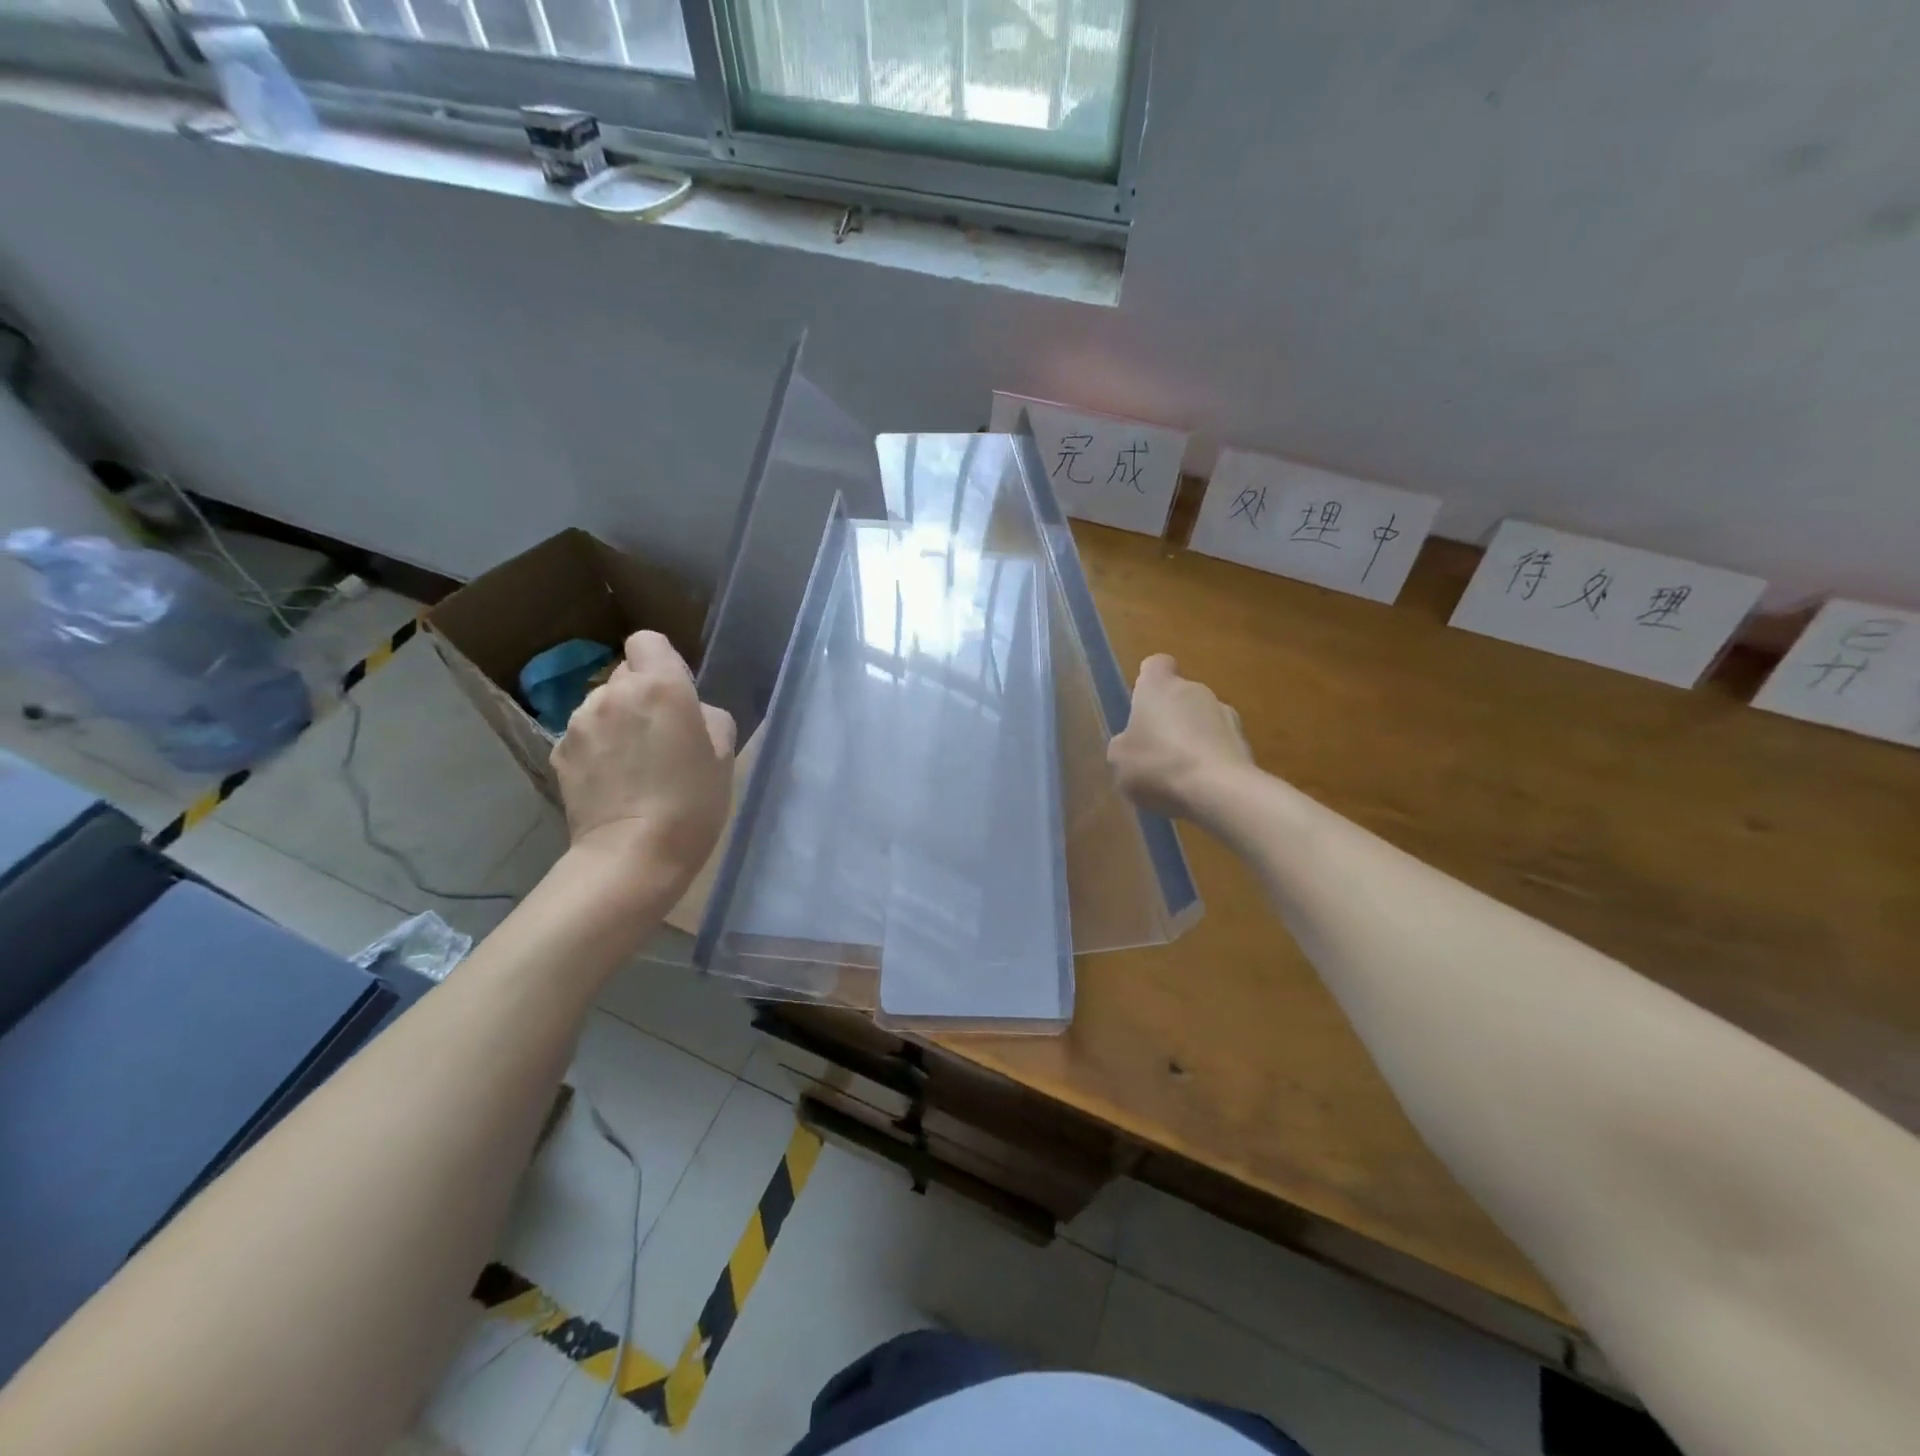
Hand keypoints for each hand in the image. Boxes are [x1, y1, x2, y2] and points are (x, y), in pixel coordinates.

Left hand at [551, 631, 734, 893]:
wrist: (634, 854)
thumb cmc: (693, 802)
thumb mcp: (724, 754)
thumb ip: (707, 716)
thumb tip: (689, 712)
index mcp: (659, 685)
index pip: (648, 641)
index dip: (663, 662)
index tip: (677, 694)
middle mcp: (613, 693)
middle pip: (625, 675)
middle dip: (641, 695)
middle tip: (660, 736)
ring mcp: (579, 722)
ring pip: (602, 705)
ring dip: (617, 721)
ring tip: (633, 763)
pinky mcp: (560, 752)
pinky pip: (584, 735)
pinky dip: (597, 748)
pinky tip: (612, 781)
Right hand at [1108, 654, 1252, 820]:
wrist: (1218, 791)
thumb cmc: (1157, 765)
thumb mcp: (1118, 759)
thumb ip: (1124, 743)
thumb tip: (1132, 742)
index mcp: (1159, 686)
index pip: (1156, 665)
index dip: (1149, 680)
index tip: (1142, 702)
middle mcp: (1195, 690)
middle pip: (1180, 696)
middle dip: (1169, 718)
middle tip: (1155, 751)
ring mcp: (1226, 714)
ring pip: (1203, 721)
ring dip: (1192, 739)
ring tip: (1179, 775)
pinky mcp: (1245, 742)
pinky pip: (1220, 746)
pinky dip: (1211, 760)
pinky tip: (1201, 787)